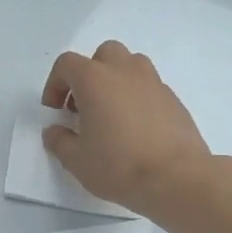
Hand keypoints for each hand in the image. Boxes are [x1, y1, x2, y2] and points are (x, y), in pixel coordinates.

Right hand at [42, 41, 211, 214]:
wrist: (176, 178)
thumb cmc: (118, 165)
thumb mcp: (75, 160)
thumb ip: (59, 141)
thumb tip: (55, 131)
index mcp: (94, 80)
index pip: (67, 64)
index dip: (54, 84)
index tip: (55, 111)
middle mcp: (125, 71)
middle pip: (103, 54)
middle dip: (89, 75)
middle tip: (83, 106)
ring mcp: (153, 82)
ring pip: (130, 65)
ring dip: (115, 81)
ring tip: (111, 113)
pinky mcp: (173, 99)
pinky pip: (149, 87)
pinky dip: (136, 98)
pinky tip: (135, 129)